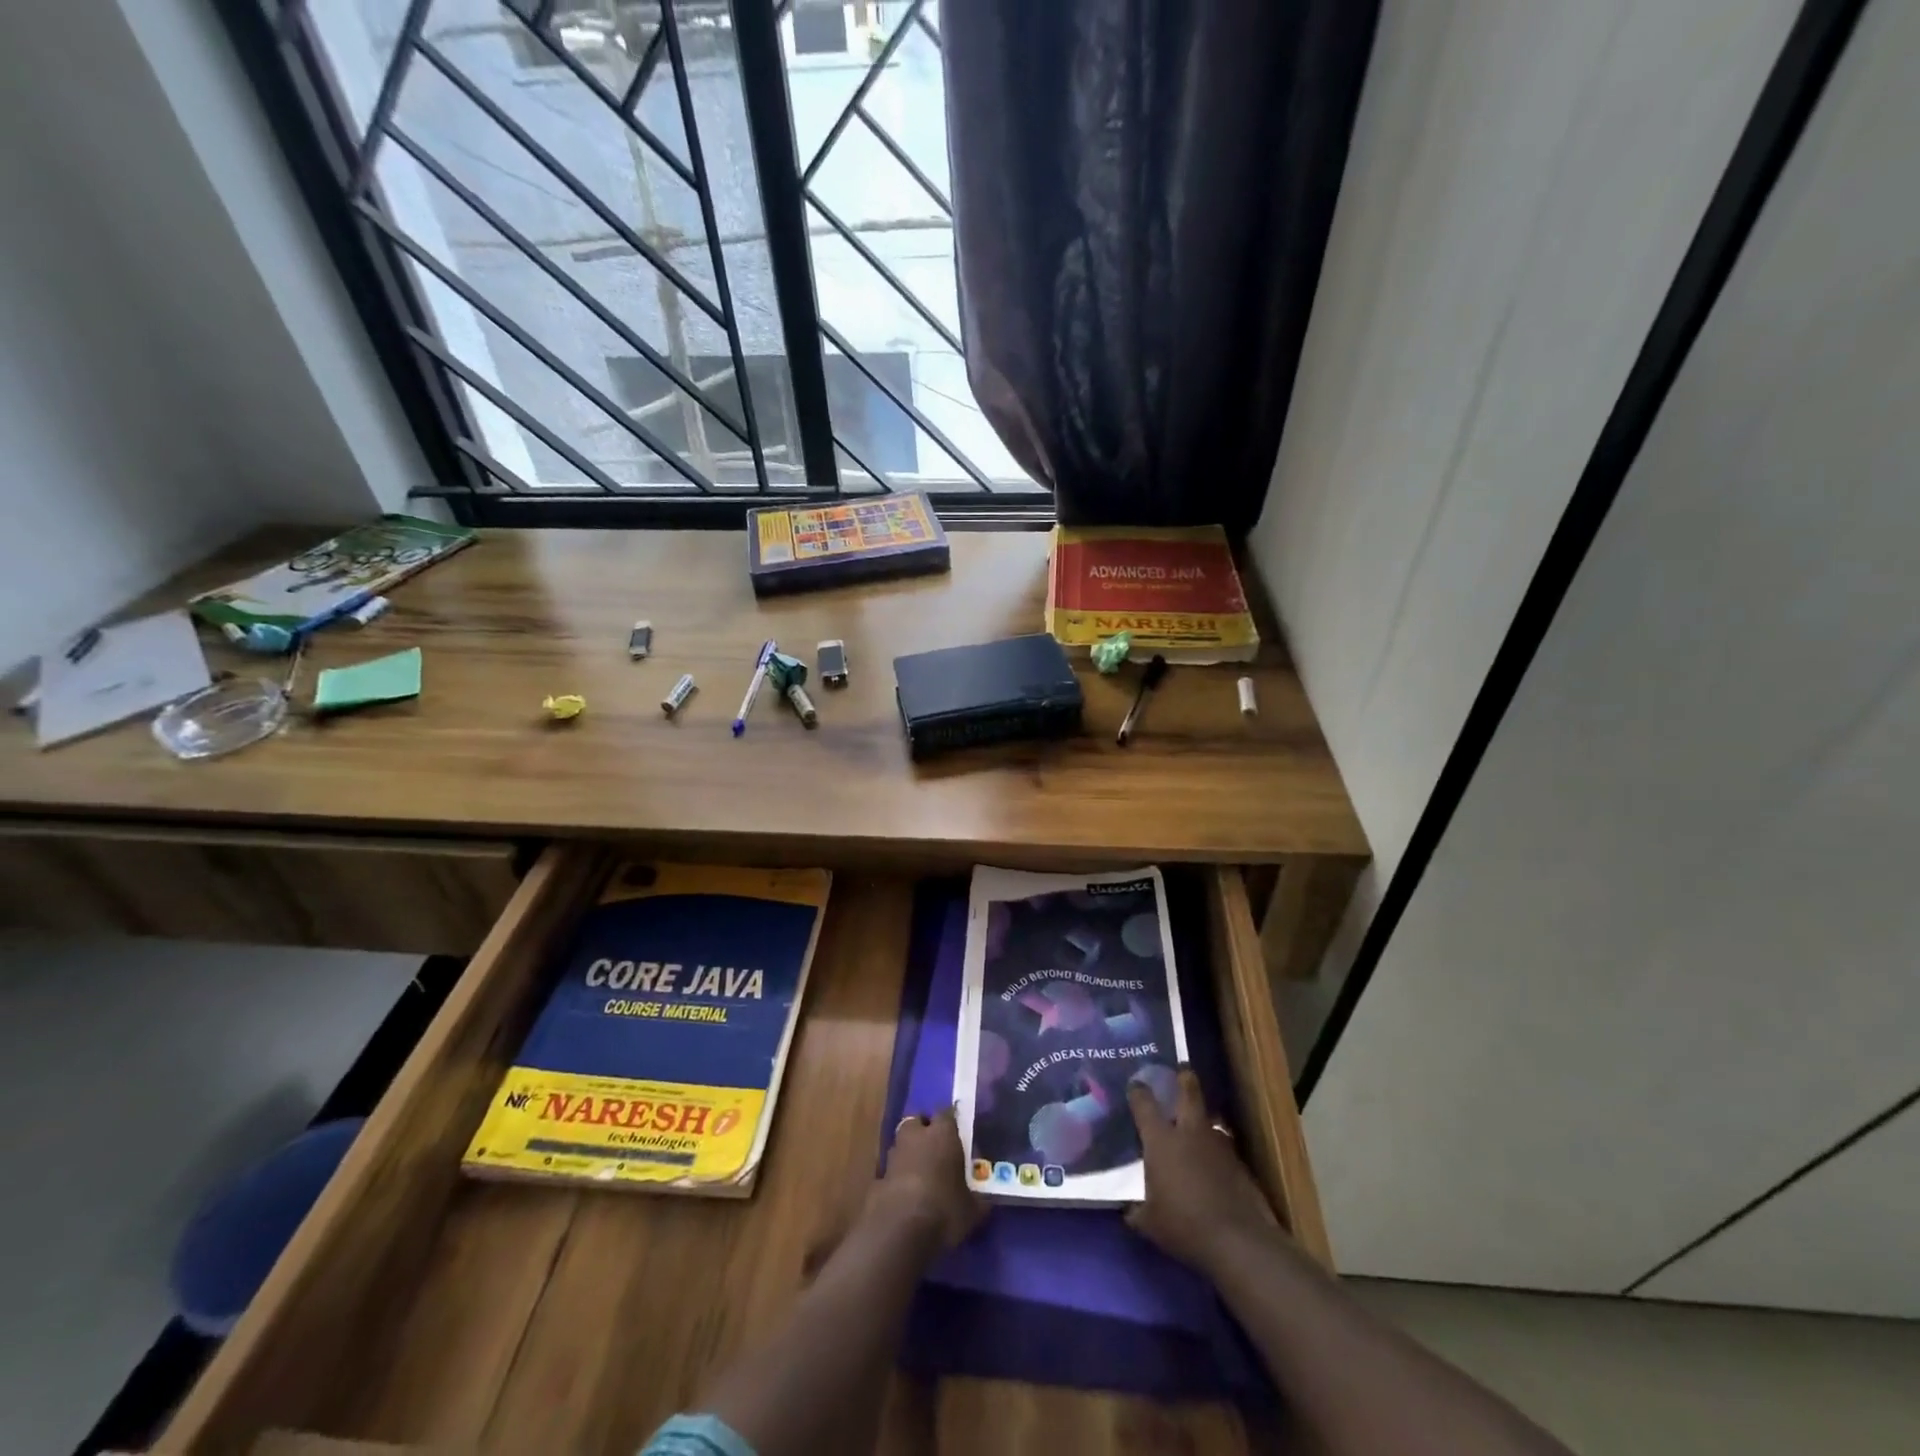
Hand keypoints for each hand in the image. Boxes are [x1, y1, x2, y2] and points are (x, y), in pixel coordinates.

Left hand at [868, 1106, 985, 1252]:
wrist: (899, 1230)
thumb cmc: (944, 1209)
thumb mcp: (972, 1210)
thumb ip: (978, 1199)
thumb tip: (986, 1201)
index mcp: (942, 1134)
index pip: (947, 1113)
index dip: (951, 1122)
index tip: (958, 1132)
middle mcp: (916, 1136)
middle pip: (918, 1121)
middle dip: (924, 1130)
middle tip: (936, 1146)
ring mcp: (894, 1154)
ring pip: (902, 1142)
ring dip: (909, 1151)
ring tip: (921, 1170)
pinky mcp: (878, 1177)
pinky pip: (891, 1168)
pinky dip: (898, 1175)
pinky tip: (906, 1192)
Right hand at [1125, 1067, 1278, 1274]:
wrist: (1238, 1242)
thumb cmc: (1184, 1226)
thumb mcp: (1150, 1223)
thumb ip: (1136, 1211)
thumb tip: (1129, 1210)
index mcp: (1161, 1140)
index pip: (1144, 1103)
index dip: (1138, 1091)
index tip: (1135, 1084)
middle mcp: (1189, 1132)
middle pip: (1188, 1092)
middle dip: (1183, 1079)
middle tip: (1181, 1071)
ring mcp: (1219, 1145)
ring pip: (1210, 1119)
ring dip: (1202, 1118)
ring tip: (1196, 1124)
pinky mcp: (1240, 1164)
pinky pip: (1223, 1147)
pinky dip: (1216, 1150)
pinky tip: (1213, 1164)